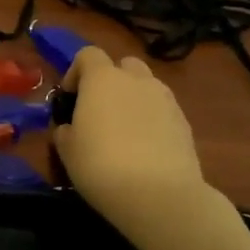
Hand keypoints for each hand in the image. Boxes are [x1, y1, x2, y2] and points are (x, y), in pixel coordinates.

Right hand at [54, 47, 210, 229]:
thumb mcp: (67, 151)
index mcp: (102, 79)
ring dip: (134, 99)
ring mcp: (165, 99)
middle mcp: (136, 80)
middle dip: (112, 80)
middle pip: (123, 65)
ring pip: (147, 87)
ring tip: (126, 131)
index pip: (88, 55)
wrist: (159, 195)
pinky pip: (163, 110)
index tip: (70, 97)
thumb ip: (65, 131)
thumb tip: (69, 128)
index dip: (76, 71)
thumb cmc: (101, 166)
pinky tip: (146, 148)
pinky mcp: (184, 122)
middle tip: (101, 110)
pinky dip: (153, 120)